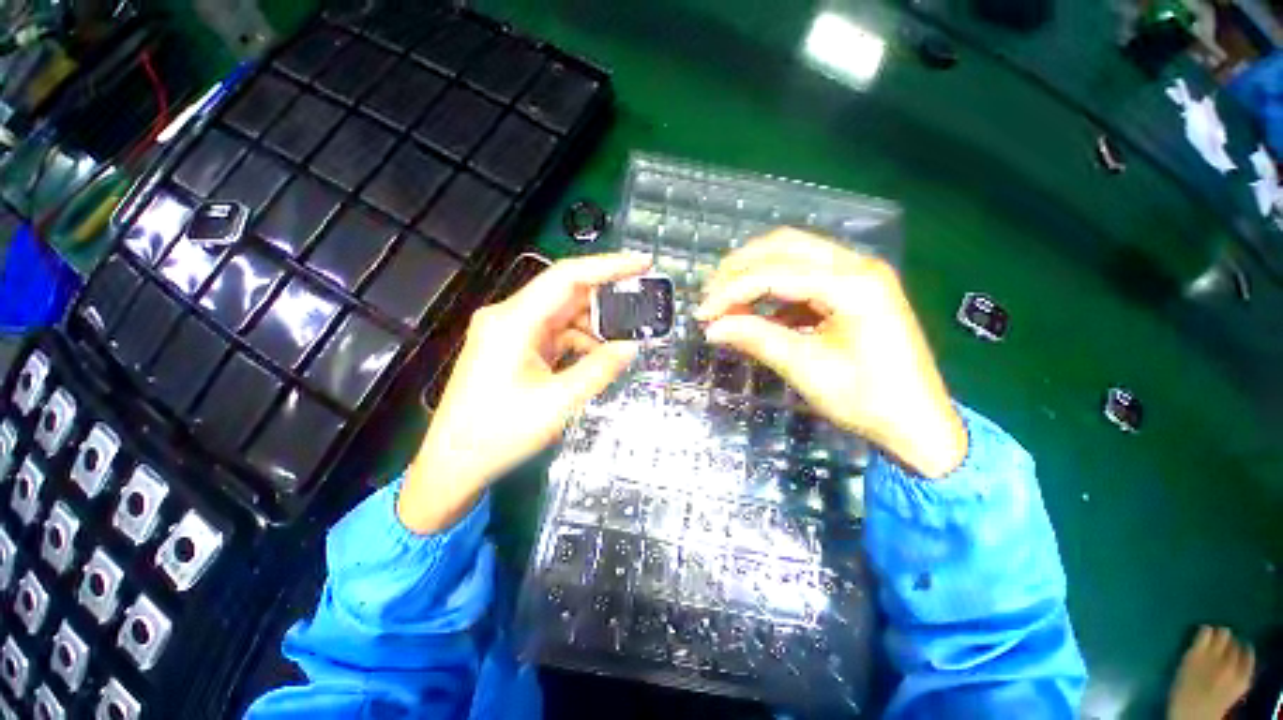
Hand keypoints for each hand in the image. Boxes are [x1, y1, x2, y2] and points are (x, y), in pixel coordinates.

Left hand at [398, 252, 650, 533]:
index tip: (643, 263)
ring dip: (594, 326)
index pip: (568, 277)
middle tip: (642, 305)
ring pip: (563, 315)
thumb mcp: (559, 402)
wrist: (454, 464)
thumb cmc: (500, 433)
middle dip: (606, 299)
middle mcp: (511, 317)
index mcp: (515, 320)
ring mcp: (511, 332)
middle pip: (566, 293)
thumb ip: (599, 369)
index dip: (609, 266)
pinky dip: (579, 342)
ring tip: (625, 338)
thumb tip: (631, 346)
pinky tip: (598, 357)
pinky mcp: (515, 348)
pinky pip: (555, 334)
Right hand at [695, 229, 966, 477]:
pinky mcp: (853, 289)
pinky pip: (804, 274)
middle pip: (784, 246)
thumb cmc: (867, 400)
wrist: (917, 423)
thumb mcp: (806, 369)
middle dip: (739, 268)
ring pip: (793, 254)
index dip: (731, 291)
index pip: (775, 273)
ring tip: (726, 300)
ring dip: (755, 272)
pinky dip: (774, 287)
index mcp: (852, 284)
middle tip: (711, 296)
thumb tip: (712, 329)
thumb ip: (757, 339)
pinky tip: (756, 309)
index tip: (702, 314)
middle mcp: (857, 265)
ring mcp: (857, 274)